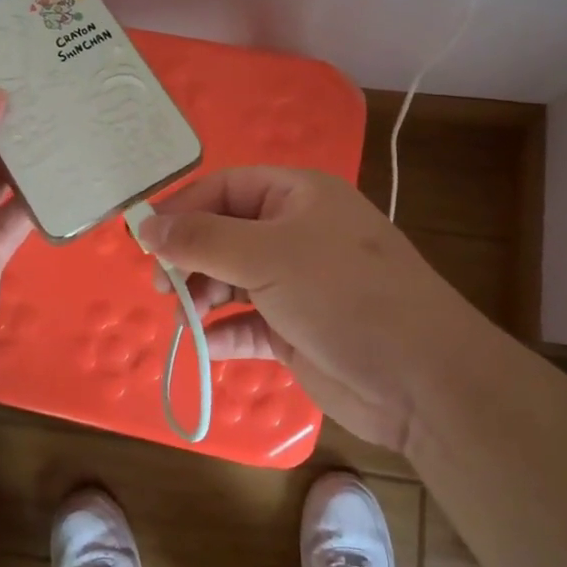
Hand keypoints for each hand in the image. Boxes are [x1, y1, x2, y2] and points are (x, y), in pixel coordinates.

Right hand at [140, 167, 475, 449]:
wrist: (422, 379)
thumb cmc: (343, 294)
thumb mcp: (267, 255)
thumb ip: (201, 240)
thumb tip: (145, 227)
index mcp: (297, 196)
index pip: (225, 188)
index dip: (183, 209)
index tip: (144, 241)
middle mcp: (296, 233)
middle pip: (225, 234)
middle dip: (189, 257)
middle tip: (160, 286)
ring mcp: (298, 283)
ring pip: (233, 279)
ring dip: (203, 296)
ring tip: (182, 317)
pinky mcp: (298, 329)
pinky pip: (248, 323)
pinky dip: (225, 331)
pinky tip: (206, 345)